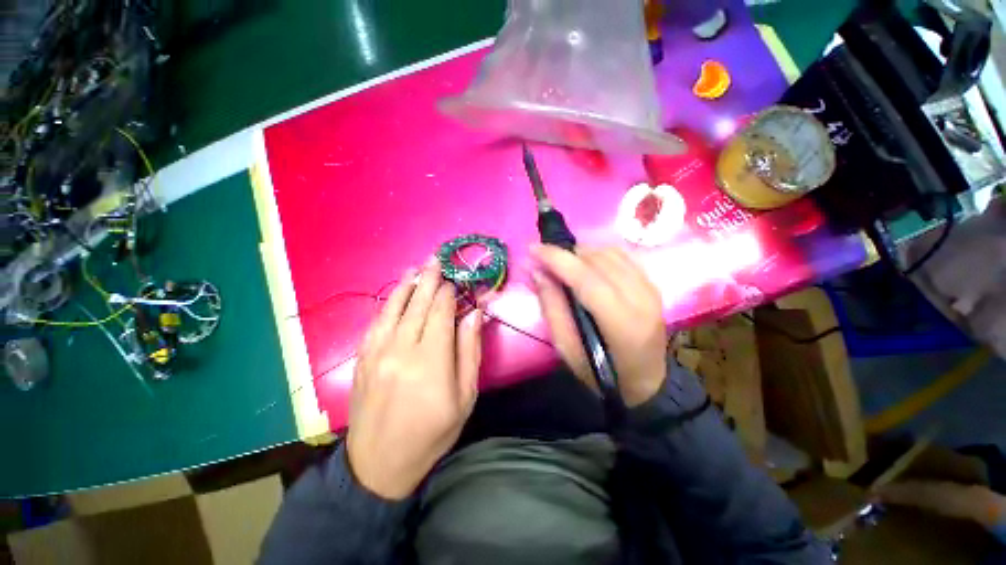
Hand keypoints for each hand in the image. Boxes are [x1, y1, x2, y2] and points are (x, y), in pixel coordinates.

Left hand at [346, 258, 481, 499]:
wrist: (380, 463)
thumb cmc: (432, 431)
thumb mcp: (465, 395)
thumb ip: (469, 351)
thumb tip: (474, 314)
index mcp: (431, 359)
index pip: (441, 312)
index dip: (448, 293)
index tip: (454, 280)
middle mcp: (402, 348)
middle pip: (418, 304)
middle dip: (428, 280)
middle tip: (435, 260)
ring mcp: (377, 351)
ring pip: (394, 308)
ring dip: (406, 285)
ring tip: (415, 269)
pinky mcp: (363, 358)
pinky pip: (377, 322)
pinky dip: (388, 304)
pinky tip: (395, 294)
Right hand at [531, 245, 666, 406]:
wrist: (646, 382)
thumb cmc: (602, 373)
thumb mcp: (567, 350)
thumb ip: (552, 308)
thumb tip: (537, 271)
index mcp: (622, 323)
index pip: (587, 279)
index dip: (558, 260)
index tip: (533, 249)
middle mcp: (642, 299)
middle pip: (598, 261)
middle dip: (566, 254)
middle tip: (543, 261)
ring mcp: (651, 288)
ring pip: (610, 252)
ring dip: (581, 253)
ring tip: (563, 265)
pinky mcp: (652, 283)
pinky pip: (621, 255)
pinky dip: (597, 254)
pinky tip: (585, 265)